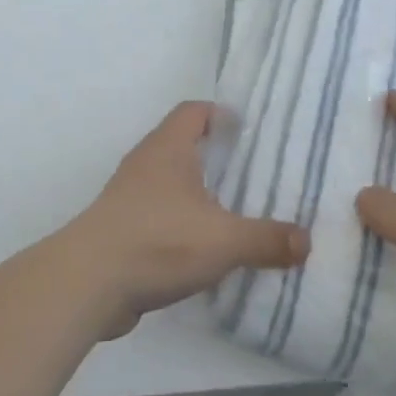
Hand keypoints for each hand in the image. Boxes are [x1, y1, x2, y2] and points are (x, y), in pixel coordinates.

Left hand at [57, 101, 309, 337]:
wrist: (88, 284)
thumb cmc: (158, 241)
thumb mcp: (224, 240)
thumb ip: (267, 239)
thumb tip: (307, 242)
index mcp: (168, 149)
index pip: (194, 111)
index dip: (220, 114)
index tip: (248, 131)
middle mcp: (146, 164)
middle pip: (183, 147)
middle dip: (216, 159)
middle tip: (254, 175)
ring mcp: (129, 198)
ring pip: (171, 185)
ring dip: (199, 196)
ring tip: (236, 214)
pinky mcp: (121, 231)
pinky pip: (160, 218)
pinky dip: (182, 227)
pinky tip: (206, 250)